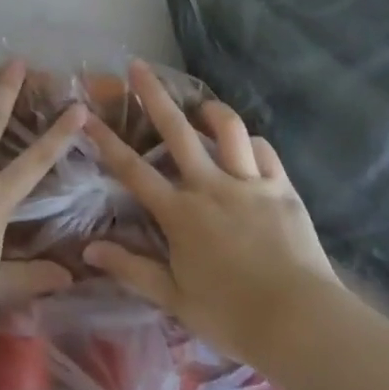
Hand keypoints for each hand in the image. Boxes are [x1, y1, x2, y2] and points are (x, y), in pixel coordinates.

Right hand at [82, 60, 341, 371]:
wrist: (301, 323)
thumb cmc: (232, 317)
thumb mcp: (175, 299)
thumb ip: (132, 269)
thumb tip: (89, 250)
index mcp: (180, 213)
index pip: (133, 170)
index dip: (107, 141)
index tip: (86, 115)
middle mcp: (211, 186)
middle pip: (177, 131)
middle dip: (154, 95)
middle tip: (138, 66)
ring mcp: (249, 183)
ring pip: (228, 129)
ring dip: (211, 110)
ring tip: (201, 105)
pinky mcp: (282, 188)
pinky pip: (265, 151)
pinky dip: (252, 143)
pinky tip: (246, 146)